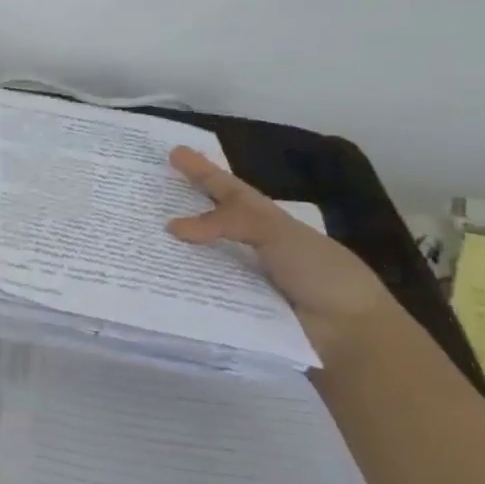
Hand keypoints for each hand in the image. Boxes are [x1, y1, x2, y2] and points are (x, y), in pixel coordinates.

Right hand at [165, 146, 400, 357]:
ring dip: (172, 250)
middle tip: (142, 197)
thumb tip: (172, 226)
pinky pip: (199, 290)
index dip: (202, 170)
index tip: (174, 152)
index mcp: (265, 220)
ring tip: (136, 242)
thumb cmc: (319, 272)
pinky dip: (179, 284)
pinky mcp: (235, 307)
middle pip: (208, 221)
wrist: (348, 331)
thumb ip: (227, 222)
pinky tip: (151, 282)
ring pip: (199, 257)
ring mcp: (241, 277)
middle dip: (179, 208)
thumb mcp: (276, 232)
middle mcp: (251, 244)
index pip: (226, 188)